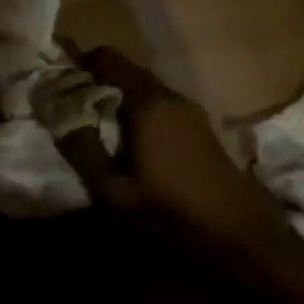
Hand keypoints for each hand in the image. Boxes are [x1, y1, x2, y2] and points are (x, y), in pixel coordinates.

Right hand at [59, 47, 282, 246]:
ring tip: (96, 136)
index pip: (106, 57)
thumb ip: (81, 148)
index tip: (58, 89)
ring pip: (142, 93)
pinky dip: (138, 118)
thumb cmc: (173, 217)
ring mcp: (192, 114)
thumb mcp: (113, 192)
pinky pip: (160, 110)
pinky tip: (130, 151)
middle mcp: (172, 97)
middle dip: (94, 87)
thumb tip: (56, 112)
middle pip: (124, 73)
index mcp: (148, 102)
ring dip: (116, 105)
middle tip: (70, 116)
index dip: (78, 66)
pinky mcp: (203, 132)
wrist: (247, 246)